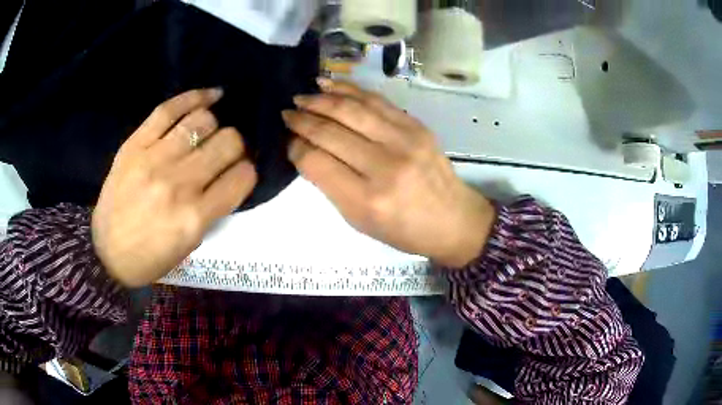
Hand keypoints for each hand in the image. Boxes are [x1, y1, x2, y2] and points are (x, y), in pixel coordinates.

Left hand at [92, 89, 257, 286]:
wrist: (105, 254)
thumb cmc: (150, 257)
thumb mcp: (189, 245)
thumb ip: (212, 209)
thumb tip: (229, 176)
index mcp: (195, 217)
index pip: (242, 177)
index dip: (248, 171)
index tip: (241, 172)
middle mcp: (178, 184)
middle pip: (228, 142)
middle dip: (236, 146)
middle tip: (226, 152)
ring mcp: (154, 159)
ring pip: (203, 121)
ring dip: (215, 125)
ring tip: (211, 131)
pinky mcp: (135, 145)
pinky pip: (169, 110)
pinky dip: (195, 97)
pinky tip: (211, 96)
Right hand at [283, 79, 494, 267]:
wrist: (453, 219)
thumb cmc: (403, 230)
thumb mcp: (359, 220)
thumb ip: (330, 184)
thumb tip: (305, 148)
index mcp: (367, 199)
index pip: (316, 161)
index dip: (295, 146)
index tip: (287, 139)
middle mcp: (385, 166)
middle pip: (331, 131)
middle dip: (302, 119)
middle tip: (286, 112)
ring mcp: (404, 140)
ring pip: (352, 109)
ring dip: (321, 99)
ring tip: (302, 96)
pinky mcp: (416, 126)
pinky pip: (376, 101)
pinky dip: (349, 90)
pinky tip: (330, 85)